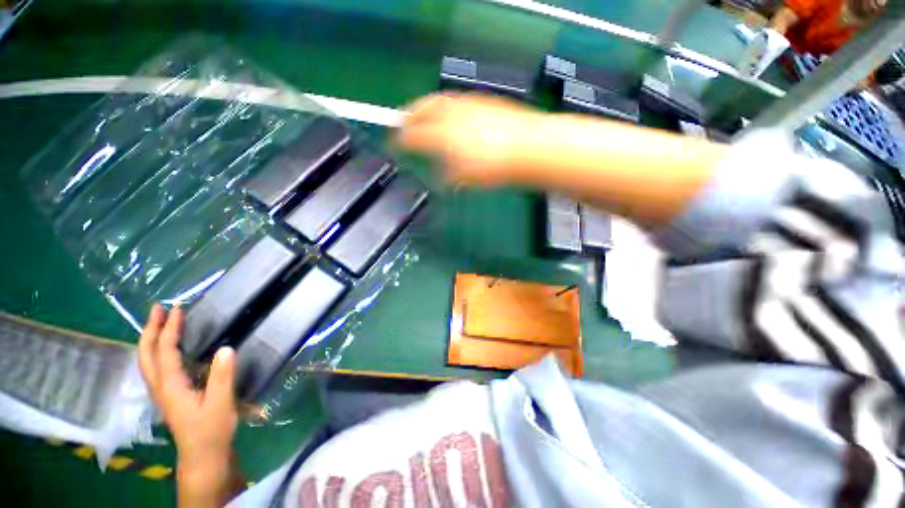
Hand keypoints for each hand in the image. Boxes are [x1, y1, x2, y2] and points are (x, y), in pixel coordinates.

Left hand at [139, 304, 238, 505]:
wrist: (203, 456)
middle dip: (150, 330)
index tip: (178, 309)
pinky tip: (169, 349)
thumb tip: (225, 348)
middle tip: (159, 309)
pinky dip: (159, 351)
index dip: (170, 329)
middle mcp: (161, 387)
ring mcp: (163, 392)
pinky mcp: (170, 396)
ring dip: (152, 339)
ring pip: (148, 361)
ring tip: (161, 323)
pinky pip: (157, 367)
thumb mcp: (220, 403)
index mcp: (171, 387)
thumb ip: (222, 376)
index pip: (165, 352)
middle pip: (146, 355)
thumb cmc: (212, 430)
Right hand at [398, 93, 542, 185]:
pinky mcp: (482, 101)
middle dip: (408, 115)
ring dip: (425, 107)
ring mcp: (468, 104)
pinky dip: (445, 106)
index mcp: (443, 135)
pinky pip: (456, 100)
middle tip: (402, 122)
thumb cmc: (496, 168)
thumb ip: (448, 175)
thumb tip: (440, 175)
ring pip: (438, 100)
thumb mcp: (466, 178)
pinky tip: (450, 114)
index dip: (399, 140)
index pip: (412, 135)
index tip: (392, 144)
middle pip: (421, 108)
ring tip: (423, 115)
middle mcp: (451, 113)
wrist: (529, 148)